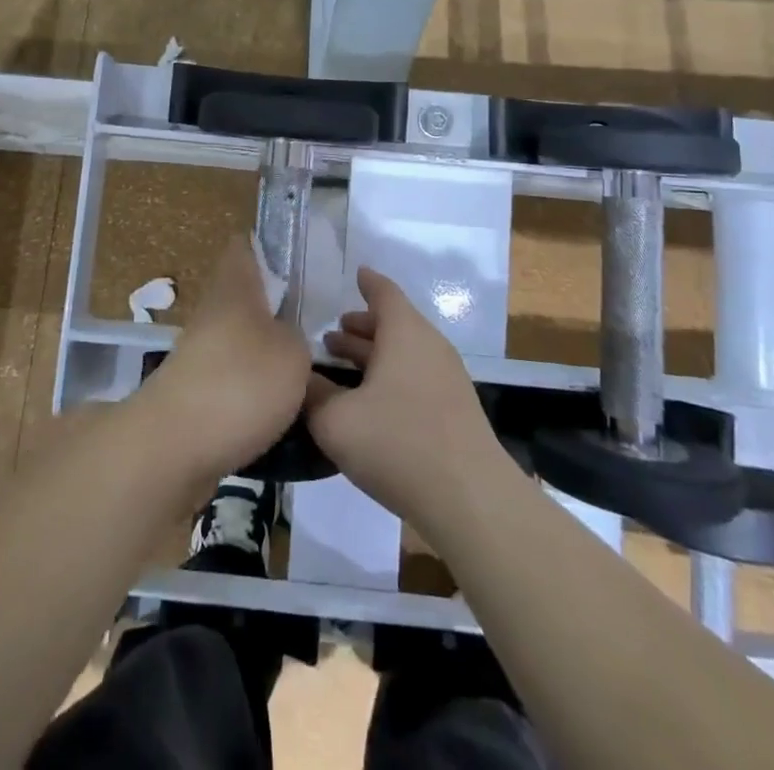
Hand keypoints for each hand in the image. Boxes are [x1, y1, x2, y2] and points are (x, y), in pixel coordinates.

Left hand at [136, 236, 312, 490]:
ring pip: (241, 342)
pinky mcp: (195, 396)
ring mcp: (200, 355)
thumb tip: (287, 339)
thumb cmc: (240, 382)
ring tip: (308, 375)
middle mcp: (212, 313)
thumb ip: (297, 338)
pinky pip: (234, 383)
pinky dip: (256, 394)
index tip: (296, 257)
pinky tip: (283, 412)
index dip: (266, 246)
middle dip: (276, 310)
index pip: (244, 247)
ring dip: (268, 355)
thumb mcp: (292, 352)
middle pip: (245, 299)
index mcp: (234, 287)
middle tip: (318, 324)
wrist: (174, 448)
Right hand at [306, 268, 510, 537]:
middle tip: (330, 336)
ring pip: (404, 353)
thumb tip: (302, 378)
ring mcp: (447, 379)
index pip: (383, 292)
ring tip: (343, 366)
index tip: (355, 273)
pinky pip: (415, 377)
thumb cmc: (398, 444)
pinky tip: (370, 403)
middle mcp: (429, 345)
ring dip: (374, 355)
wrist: (472, 500)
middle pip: (393, 324)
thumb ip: (313, 394)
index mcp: (404, 332)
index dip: (367, 282)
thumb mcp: (336, 420)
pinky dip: (390, 376)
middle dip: (361, 327)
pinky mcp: (455, 410)